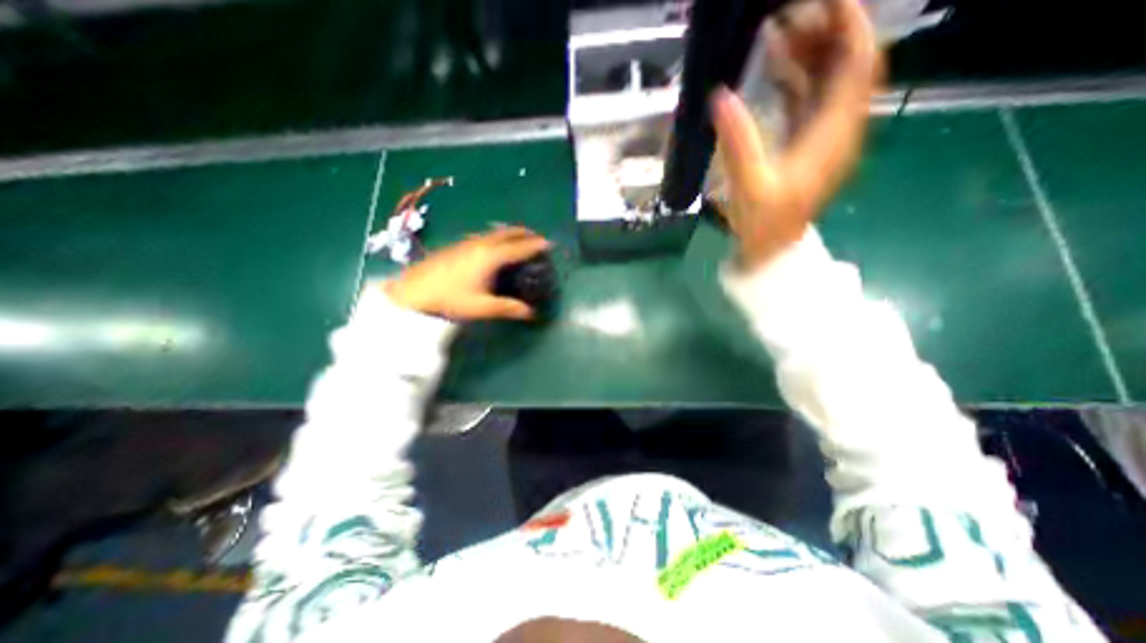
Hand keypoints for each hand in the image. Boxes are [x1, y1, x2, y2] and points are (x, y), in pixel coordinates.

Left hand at [382, 228, 552, 322]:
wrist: (412, 290)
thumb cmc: (450, 298)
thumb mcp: (482, 307)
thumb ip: (508, 308)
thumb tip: (531, 313)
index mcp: (491, 256)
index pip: (519, 247)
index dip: (535, 245)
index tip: (549, 243)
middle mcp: (481, 244)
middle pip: (508, 233)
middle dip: (524, 233)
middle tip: (537, 237)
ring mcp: (468, 243)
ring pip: (495, 232)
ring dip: (510, 232)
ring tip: (519, 238)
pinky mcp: (458, 245)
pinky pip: (485, 235)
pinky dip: (497, 236)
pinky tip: (492, 245)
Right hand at [713, 0, 878, 268]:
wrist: (772, 249)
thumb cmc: (764, 224)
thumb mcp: (749, 186)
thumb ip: (738, 142)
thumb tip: (720, 97)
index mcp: (832, 137)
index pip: (857, 68)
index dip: (849, 29)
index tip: (826, 2)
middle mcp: (838, 130)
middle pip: (847, 67)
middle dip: (825, 34)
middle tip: (789, 16)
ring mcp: (824, 136)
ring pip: (829, 81)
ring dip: (810, 53)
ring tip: (778, 32)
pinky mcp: (808, 144)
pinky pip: (811, 99)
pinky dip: (797, 78)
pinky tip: (775, 68)